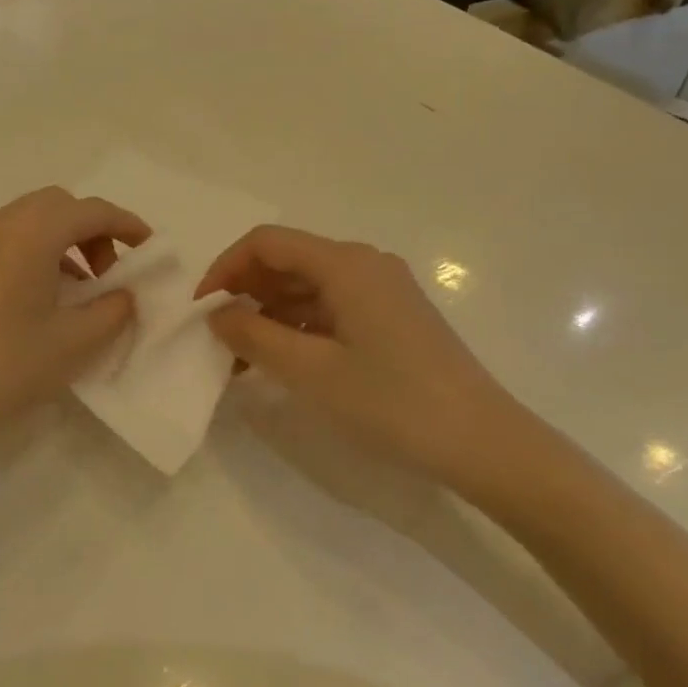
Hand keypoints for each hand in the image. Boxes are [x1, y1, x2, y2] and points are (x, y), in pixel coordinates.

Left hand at [0, 187, 149, 449]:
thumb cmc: (5, 366)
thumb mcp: (74, 342)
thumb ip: (112, 309)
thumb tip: (122, 294)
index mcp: (31, 232)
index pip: (92, 210)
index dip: (127, 225)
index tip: (149, 250)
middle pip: (59, 206)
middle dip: (92, 231)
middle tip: (109, 274)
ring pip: (30, 220)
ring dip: (63, 241)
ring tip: (78, 290)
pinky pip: (6, 239)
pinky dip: (34, 252)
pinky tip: (39, 298)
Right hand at [195, 226, 529, 485]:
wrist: (485, 444)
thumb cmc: (394, 403)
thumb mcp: (312, 372)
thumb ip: (255, 337)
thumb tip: (217, 315)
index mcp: (345, 264)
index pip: (266, 243)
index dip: (225, 268)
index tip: (202, 311)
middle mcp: (364, 264)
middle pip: (287, 261)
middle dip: (245, 293)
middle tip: (219, 339)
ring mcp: (383, 290)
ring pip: (308, 286)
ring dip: (270, 314)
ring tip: (244, 359)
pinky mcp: (393, 316)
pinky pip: (332, 307)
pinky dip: (300, 327)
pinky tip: (284, 361)